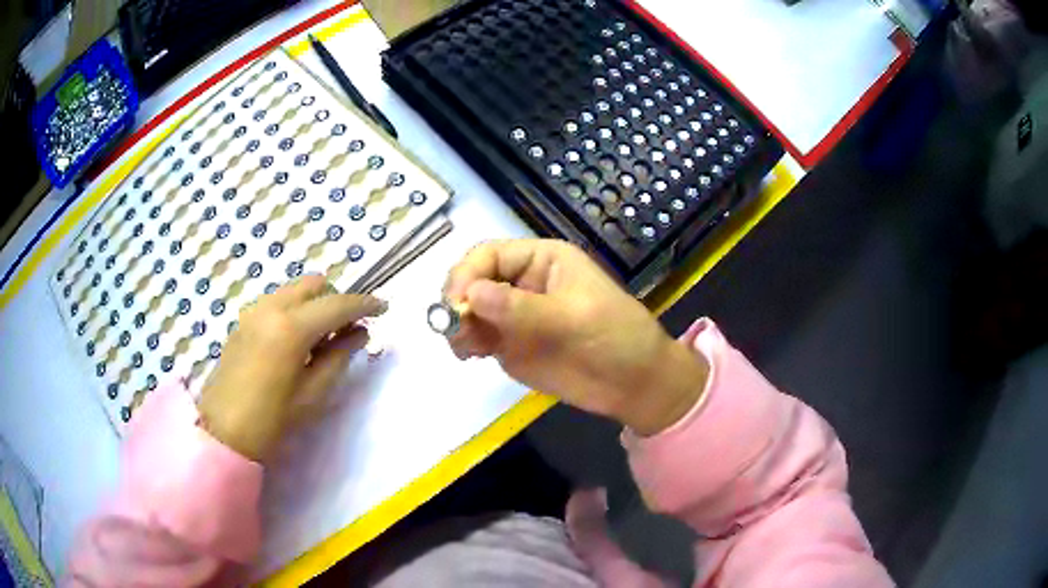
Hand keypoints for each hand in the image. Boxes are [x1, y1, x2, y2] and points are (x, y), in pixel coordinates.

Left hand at [198, 275, 385, 460]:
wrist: (224, 431)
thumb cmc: (272, 420)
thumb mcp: (313, 393)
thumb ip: (339, 356)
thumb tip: (360, 332)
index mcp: (291, 328)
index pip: (337, 304)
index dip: (364, 304)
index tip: (384, 308)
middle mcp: (271, 308)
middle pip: (314, 284)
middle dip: (336, 299)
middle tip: (348, 328)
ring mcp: (254, 311)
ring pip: (294, 290)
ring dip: (315, 303)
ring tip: (322, 337)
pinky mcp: (243, 320)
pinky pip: (278, 301)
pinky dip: (295, 309)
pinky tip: (296, 341)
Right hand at [444, 239, 707, 435]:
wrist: (635, 386)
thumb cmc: (616, 338)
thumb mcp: (573, 318)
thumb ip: (522, 309)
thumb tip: (471, 295)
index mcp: (542, 260)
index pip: (490, 255)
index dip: (468, 274)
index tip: (457, 304)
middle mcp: (522, 283)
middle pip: (473, 280)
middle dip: (458, 299)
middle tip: (454, 327)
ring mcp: (514, 315)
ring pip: (469, 309)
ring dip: (457, 323)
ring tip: (463, 347)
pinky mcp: (511, 345)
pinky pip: (476, 337)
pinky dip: (465, 342)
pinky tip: (469, 355)